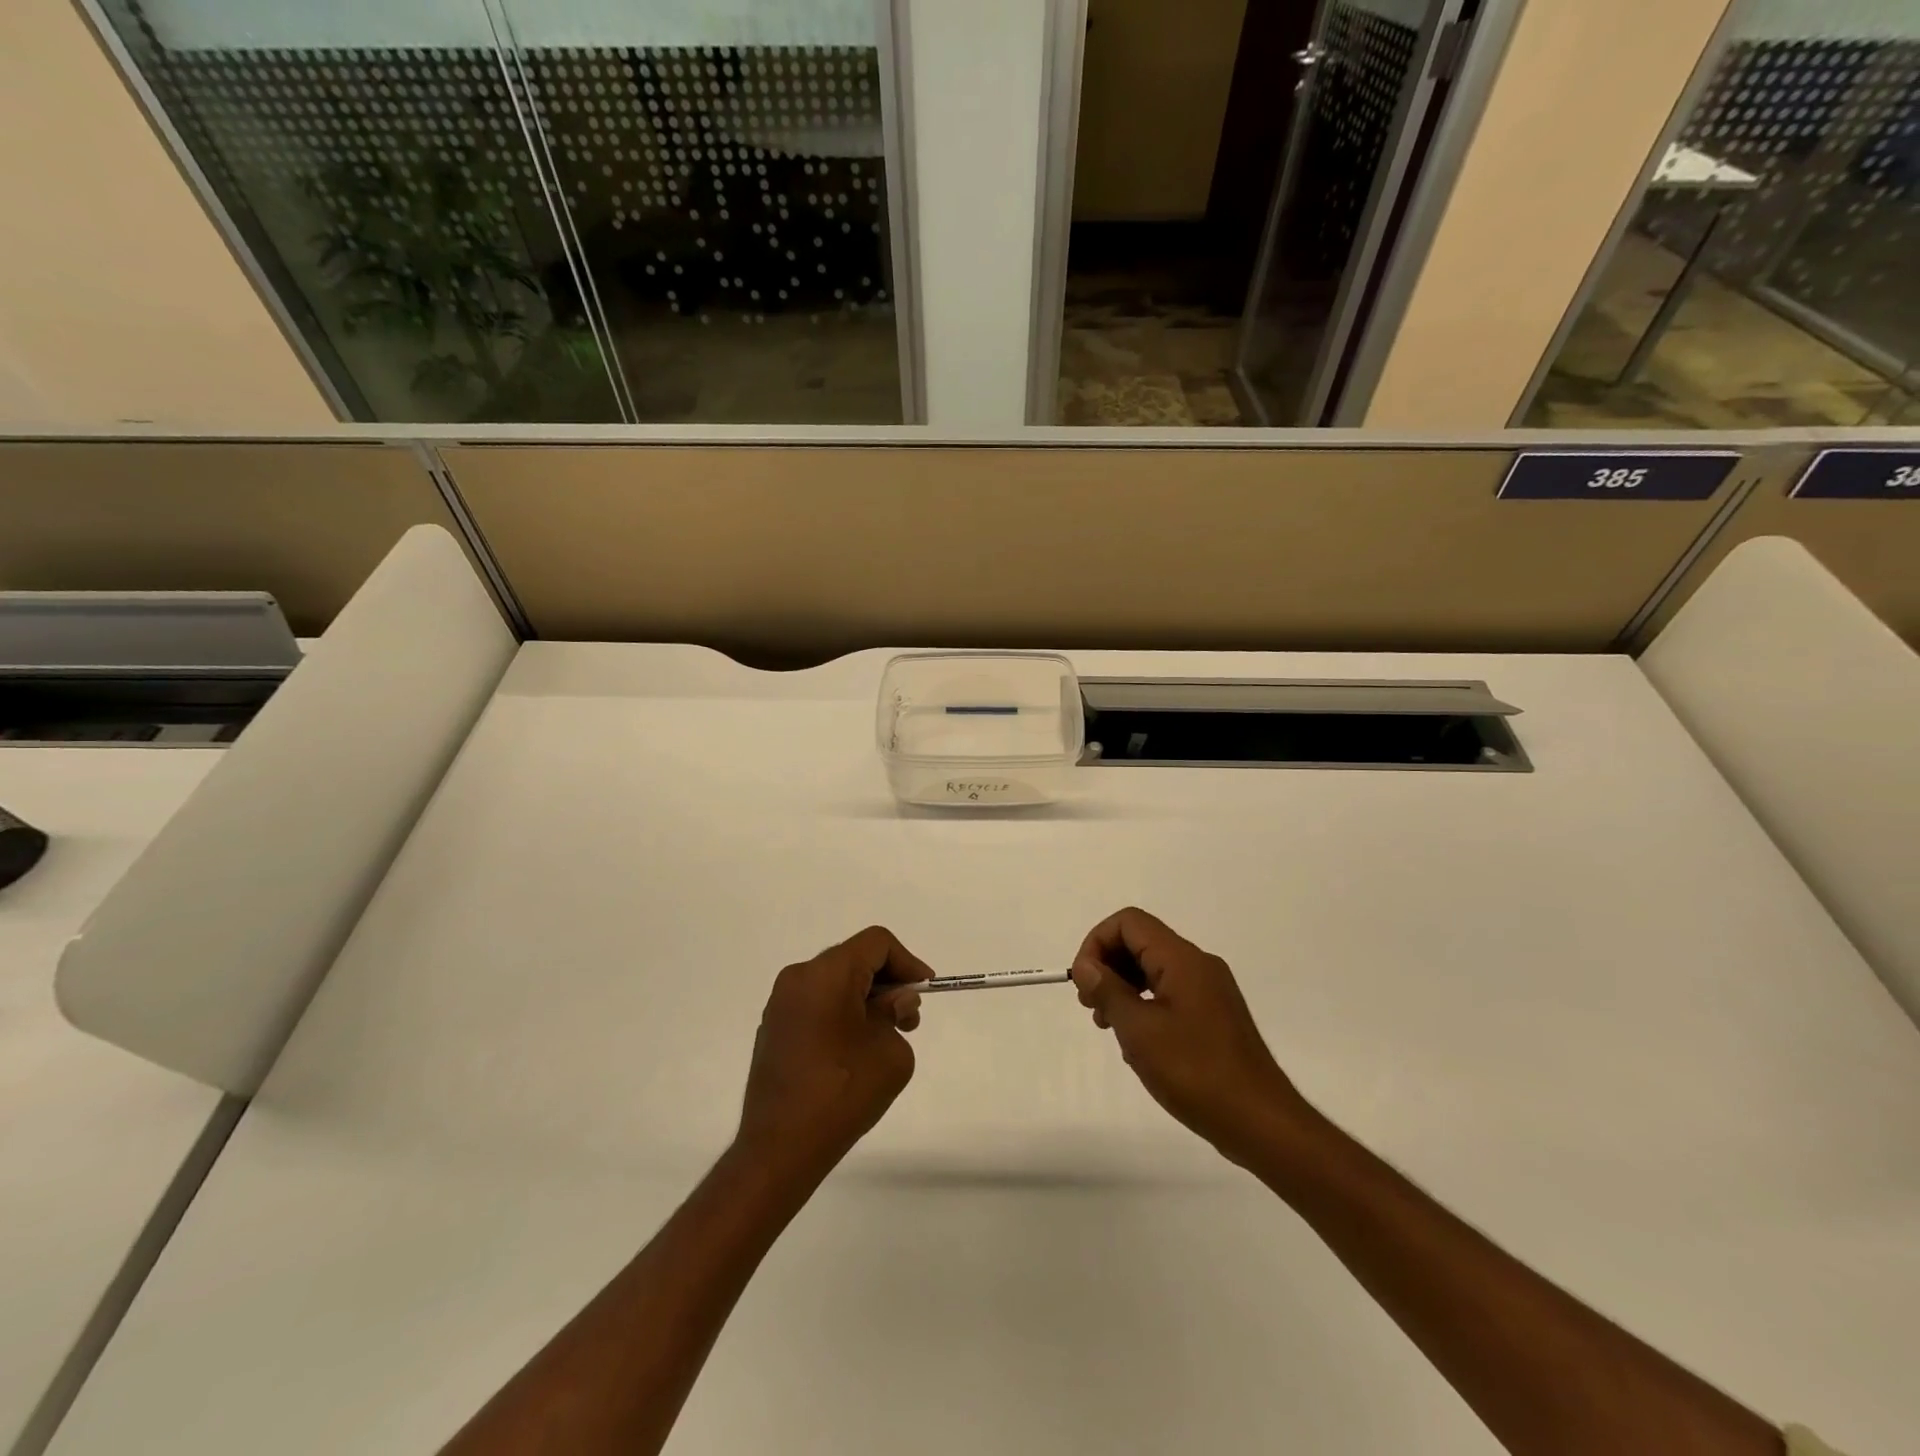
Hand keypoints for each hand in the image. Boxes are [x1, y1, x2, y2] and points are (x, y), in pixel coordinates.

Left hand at [735, 926, 930, 1182]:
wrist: (779, 1150)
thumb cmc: (842, 1093)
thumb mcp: (890, 1051)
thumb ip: (897, 1014)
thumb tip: (891, 1003)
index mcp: (826, 973)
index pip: (876, 943)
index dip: (907, 962)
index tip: (924, 991)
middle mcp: (798, 978)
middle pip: (854, 959)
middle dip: (887, 982)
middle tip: (908, 1019)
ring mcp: (780, 1004)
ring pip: (834, 982)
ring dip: (865, 999)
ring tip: (884, 1037)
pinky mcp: (773, 1029)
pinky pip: (816, 1004)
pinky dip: (841, 1013)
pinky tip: (854, 1050)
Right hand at [1071, 908, 1313, 1166]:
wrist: (1261, 1122)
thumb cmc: (1195, 1072)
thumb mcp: (1139, 1030)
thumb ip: (1108, 990)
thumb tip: (1086, 965)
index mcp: (1182, 959)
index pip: (1128, 922)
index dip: (1097, 943)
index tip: (1083, 983)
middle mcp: (1198, 965)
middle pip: (1141, 942)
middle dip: (1108, 966)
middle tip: (1090, 1006)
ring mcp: (1210, 990)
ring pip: (1154, 969)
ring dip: (1123, 988)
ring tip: (1108, 1026)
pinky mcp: (1215, 1016)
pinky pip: (1170, 993)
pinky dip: (1144, 1005)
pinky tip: (1137, 1044)